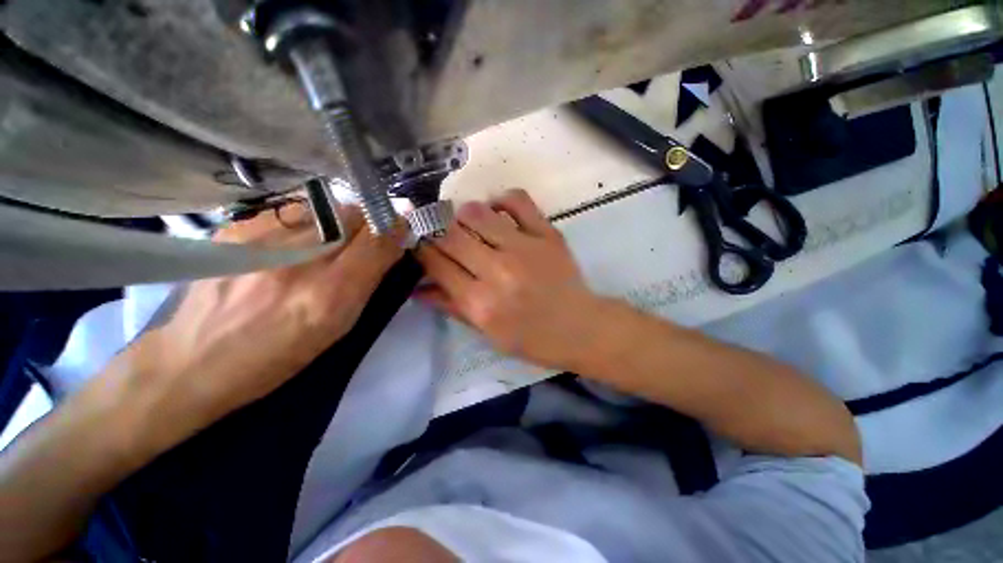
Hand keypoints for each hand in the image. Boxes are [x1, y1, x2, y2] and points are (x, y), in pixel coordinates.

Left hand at [133, 203, 404, 422]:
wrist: (191, 361)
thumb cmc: (277, 357)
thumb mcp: (336, 329)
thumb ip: (367, 283)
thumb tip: (390, 247)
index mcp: (330, 296)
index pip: (377, 241)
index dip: (395, 228)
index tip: (401, 228)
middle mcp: (299, 261)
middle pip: (353, 215)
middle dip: (368, 222)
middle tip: (365, 238)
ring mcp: (262, 239)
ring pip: (325, 208)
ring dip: (338, 221)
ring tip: (326, 243)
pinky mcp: (237, 228)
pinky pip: (292, 211)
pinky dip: (307, 222)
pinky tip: (291, 244)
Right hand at [416, 189, 605, 368]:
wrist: (579, 328)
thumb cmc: (531, 338)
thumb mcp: (487, 332)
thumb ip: (451, 306)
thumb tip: (418, 288)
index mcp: (480, 303)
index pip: (436, 263)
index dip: (421, 249)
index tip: (419, 243)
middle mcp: (498, 271)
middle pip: (450, 234)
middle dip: (436, 230)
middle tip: (439, 233)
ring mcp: (525, 248)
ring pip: (477, 212)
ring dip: (463, 215)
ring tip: (467, 225)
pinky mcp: (547, 234)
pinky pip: (517, 200)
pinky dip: (501, 199)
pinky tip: (497, 212)